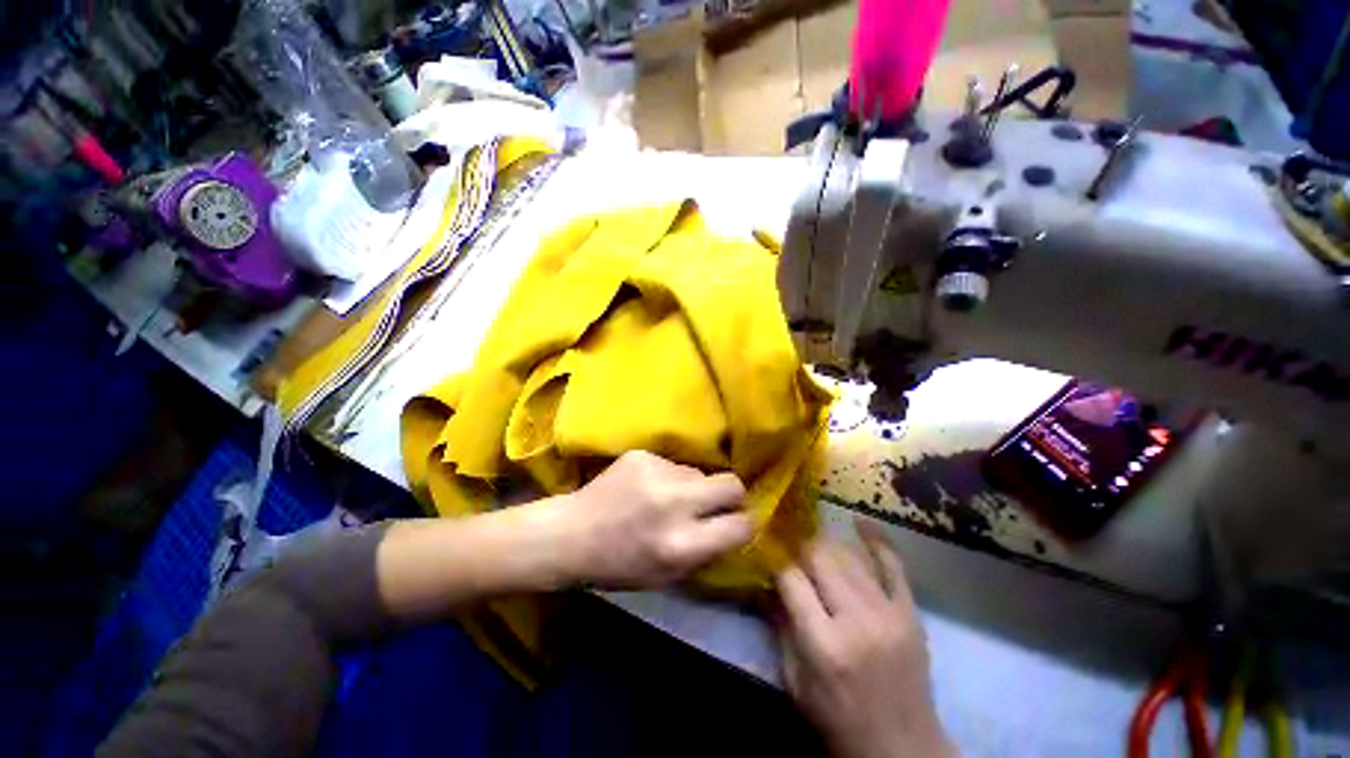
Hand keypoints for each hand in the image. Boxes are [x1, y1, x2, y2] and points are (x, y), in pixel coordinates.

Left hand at [558, 451, 752, 588]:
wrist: (570, 534)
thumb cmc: (618, 566)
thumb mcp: (668, 576)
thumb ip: (706, 551)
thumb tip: (734, 525)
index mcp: (681, 545)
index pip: (740, 526)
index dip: (744, 525)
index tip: (736, 524)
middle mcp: (673, 503)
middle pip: (731, 484)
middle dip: (731, 496)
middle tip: (715, 504)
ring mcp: (657, 472)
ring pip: (699, 472)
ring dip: (693, 486)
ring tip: (668, 498)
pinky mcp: (643, 455)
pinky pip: (673, 464)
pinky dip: (668, 477)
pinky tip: (646, 487)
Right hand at [776, 524, 953, 757]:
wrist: (901, 749)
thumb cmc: (837, 720)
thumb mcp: (796, 682)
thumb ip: (781, 627)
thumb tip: (769, 582)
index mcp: (823, 643)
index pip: (791, 579)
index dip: (775, 559)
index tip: (766, 547)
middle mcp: (855, 620)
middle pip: (820, 558)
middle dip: (799, 544)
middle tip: (788, 539)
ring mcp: (887, 613)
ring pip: (849, 556)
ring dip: (826, 542)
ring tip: (812, 534)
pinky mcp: (910, 613)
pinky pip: (893, 566)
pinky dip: (876, 541)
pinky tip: (860, 521)